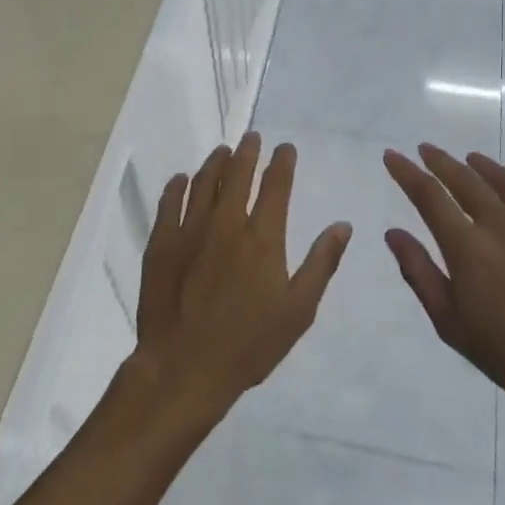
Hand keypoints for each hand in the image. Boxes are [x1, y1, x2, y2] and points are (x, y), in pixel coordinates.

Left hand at [132, 134, 351, 422]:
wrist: (184, 367)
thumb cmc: (249, 344)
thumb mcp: (298, 310)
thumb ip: (321, 263)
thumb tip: (342, 225)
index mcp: (262, 237)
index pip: (275, 186)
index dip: (282, 162)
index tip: (285, 148)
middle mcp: (226, 223)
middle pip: (237, 174)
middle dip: (247, 151)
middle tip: (252, 137)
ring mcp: (189, 230)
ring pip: (203, 182)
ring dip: (215, 162)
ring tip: (222, 151)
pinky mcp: (161, 243)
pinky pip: (169, 203)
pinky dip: (177, 186)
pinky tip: (181, 179)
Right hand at [383, 145, 504, 442]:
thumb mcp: (451, 324)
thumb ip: (420, 273)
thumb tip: (393, 233)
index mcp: (468, 248)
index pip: (429, 197)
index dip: (407, 173)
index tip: (392, 156)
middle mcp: (502, 225)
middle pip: (466, 181)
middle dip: (441, 162)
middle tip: (426, 149)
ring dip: (484, 166)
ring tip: (470, 158)